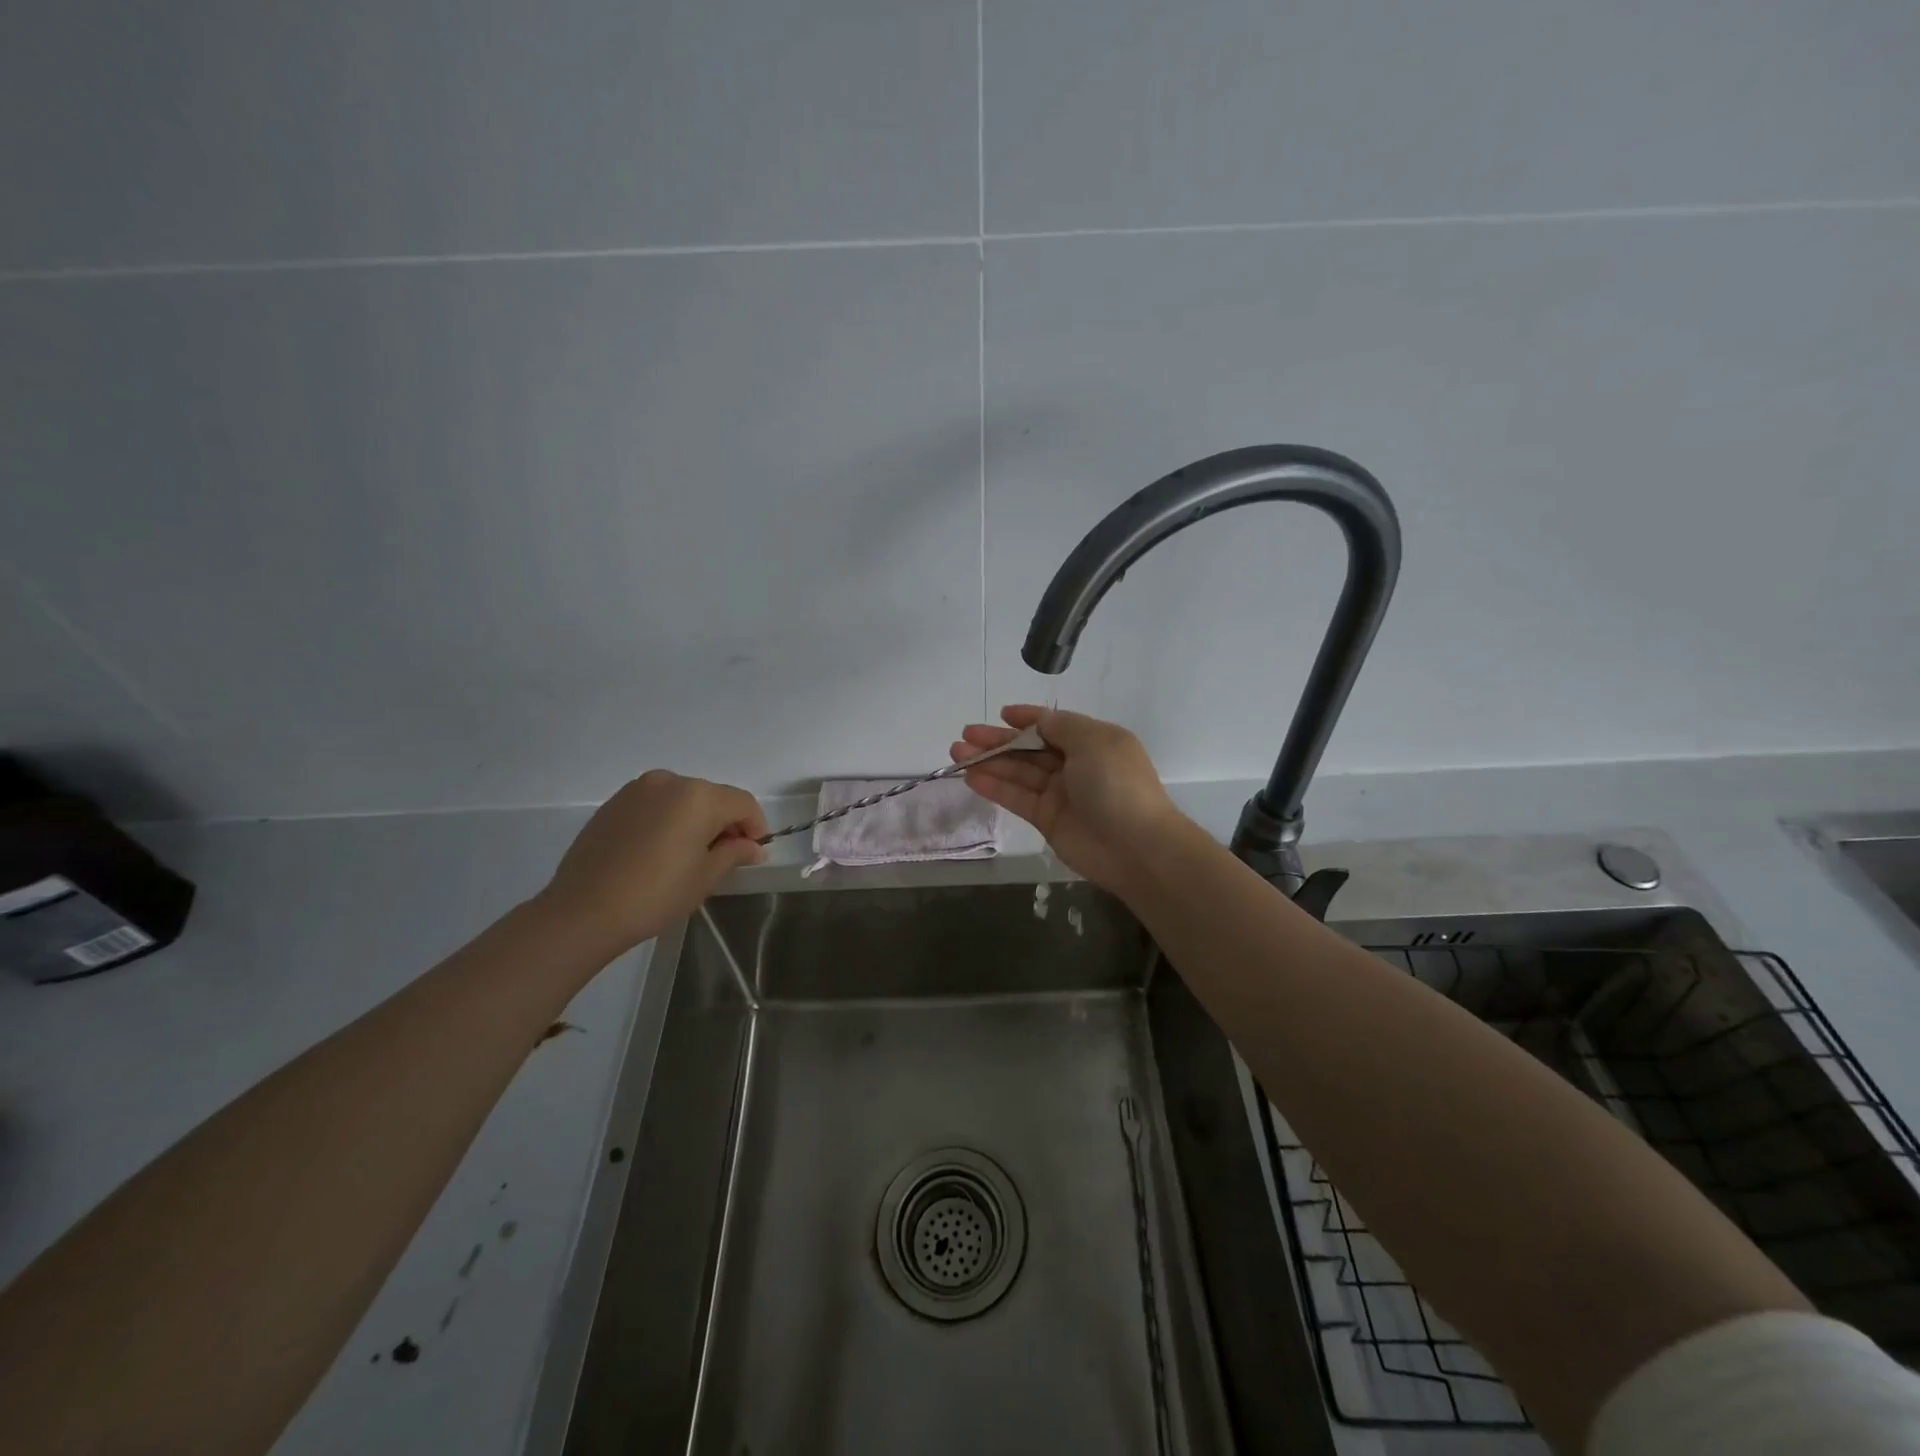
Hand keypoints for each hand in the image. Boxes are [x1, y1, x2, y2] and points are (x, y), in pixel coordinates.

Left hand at [538, 770, 766, 955]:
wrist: (583, 911)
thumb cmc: (655, 894)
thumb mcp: (705, 877)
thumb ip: (735, 853)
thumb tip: (753, 847)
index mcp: (699, 796)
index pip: (743, 803)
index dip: (756, 826)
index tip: (755, 853)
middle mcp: (670, 781)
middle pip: (713, 797)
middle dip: (725, 822)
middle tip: (725, 857)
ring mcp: (638, 789)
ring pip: (683, 798)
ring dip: (696, 819)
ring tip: (690, 855)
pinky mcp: (614, 803)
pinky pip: (656, 804)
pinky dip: (668, 819)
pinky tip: (660, 851)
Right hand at [950, 706, 1186, 894]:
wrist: (1135, 846)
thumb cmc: (1117, 784)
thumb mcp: (1093, 741)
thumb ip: (1060, 727)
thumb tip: (1038, 721)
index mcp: (1092, 741)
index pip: (1053, 725)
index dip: (1027, 719)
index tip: (1002, 714)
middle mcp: (1075, 765)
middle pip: (1029, 748)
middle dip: (998, 740)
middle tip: (965, 735)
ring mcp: (1060, 793)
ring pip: (1018, 772)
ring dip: (989, 762)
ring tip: (957, 753)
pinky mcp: (1047, 819)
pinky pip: (1016, 797)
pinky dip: (994, 787)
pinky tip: (971, 777)